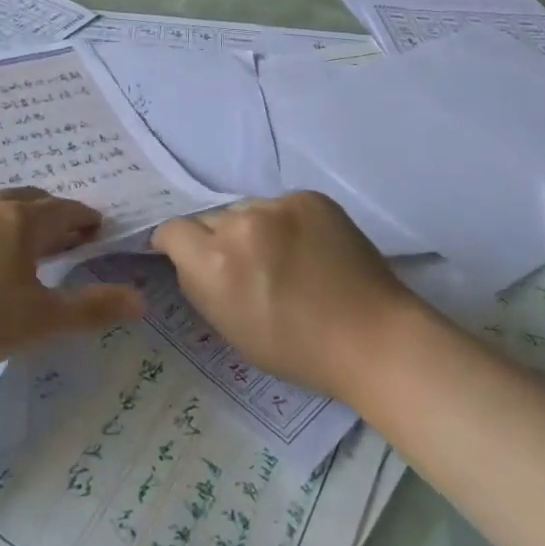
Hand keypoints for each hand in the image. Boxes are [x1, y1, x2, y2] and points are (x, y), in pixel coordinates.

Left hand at [0, 188, 145, 376]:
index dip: (85, 219)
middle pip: (29, 199)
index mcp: (20, 221)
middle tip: (60, 237)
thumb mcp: (36, 322)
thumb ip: (90, 308)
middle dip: (50, 214)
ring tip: (13, 245)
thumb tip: (141, 300)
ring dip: (9, 219)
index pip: (65, 210)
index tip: (95, 229)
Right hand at [152, 192, 417, 401]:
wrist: (372, 337)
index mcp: (215, 262)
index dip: (177, 244)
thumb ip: (199, 283)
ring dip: (252, 228)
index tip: (190, 257)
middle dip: (218, 239)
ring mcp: (279, 206)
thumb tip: (186, 256)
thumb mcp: (228, 328)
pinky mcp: (309, 197)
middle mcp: (241, 224)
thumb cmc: (296, 348)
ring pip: (247, 210)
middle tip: (246, 266)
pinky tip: (307, 248)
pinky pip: (280, 205)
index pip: (172, 229)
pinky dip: (285, 223)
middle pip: (211, 219)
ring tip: (283, 256)